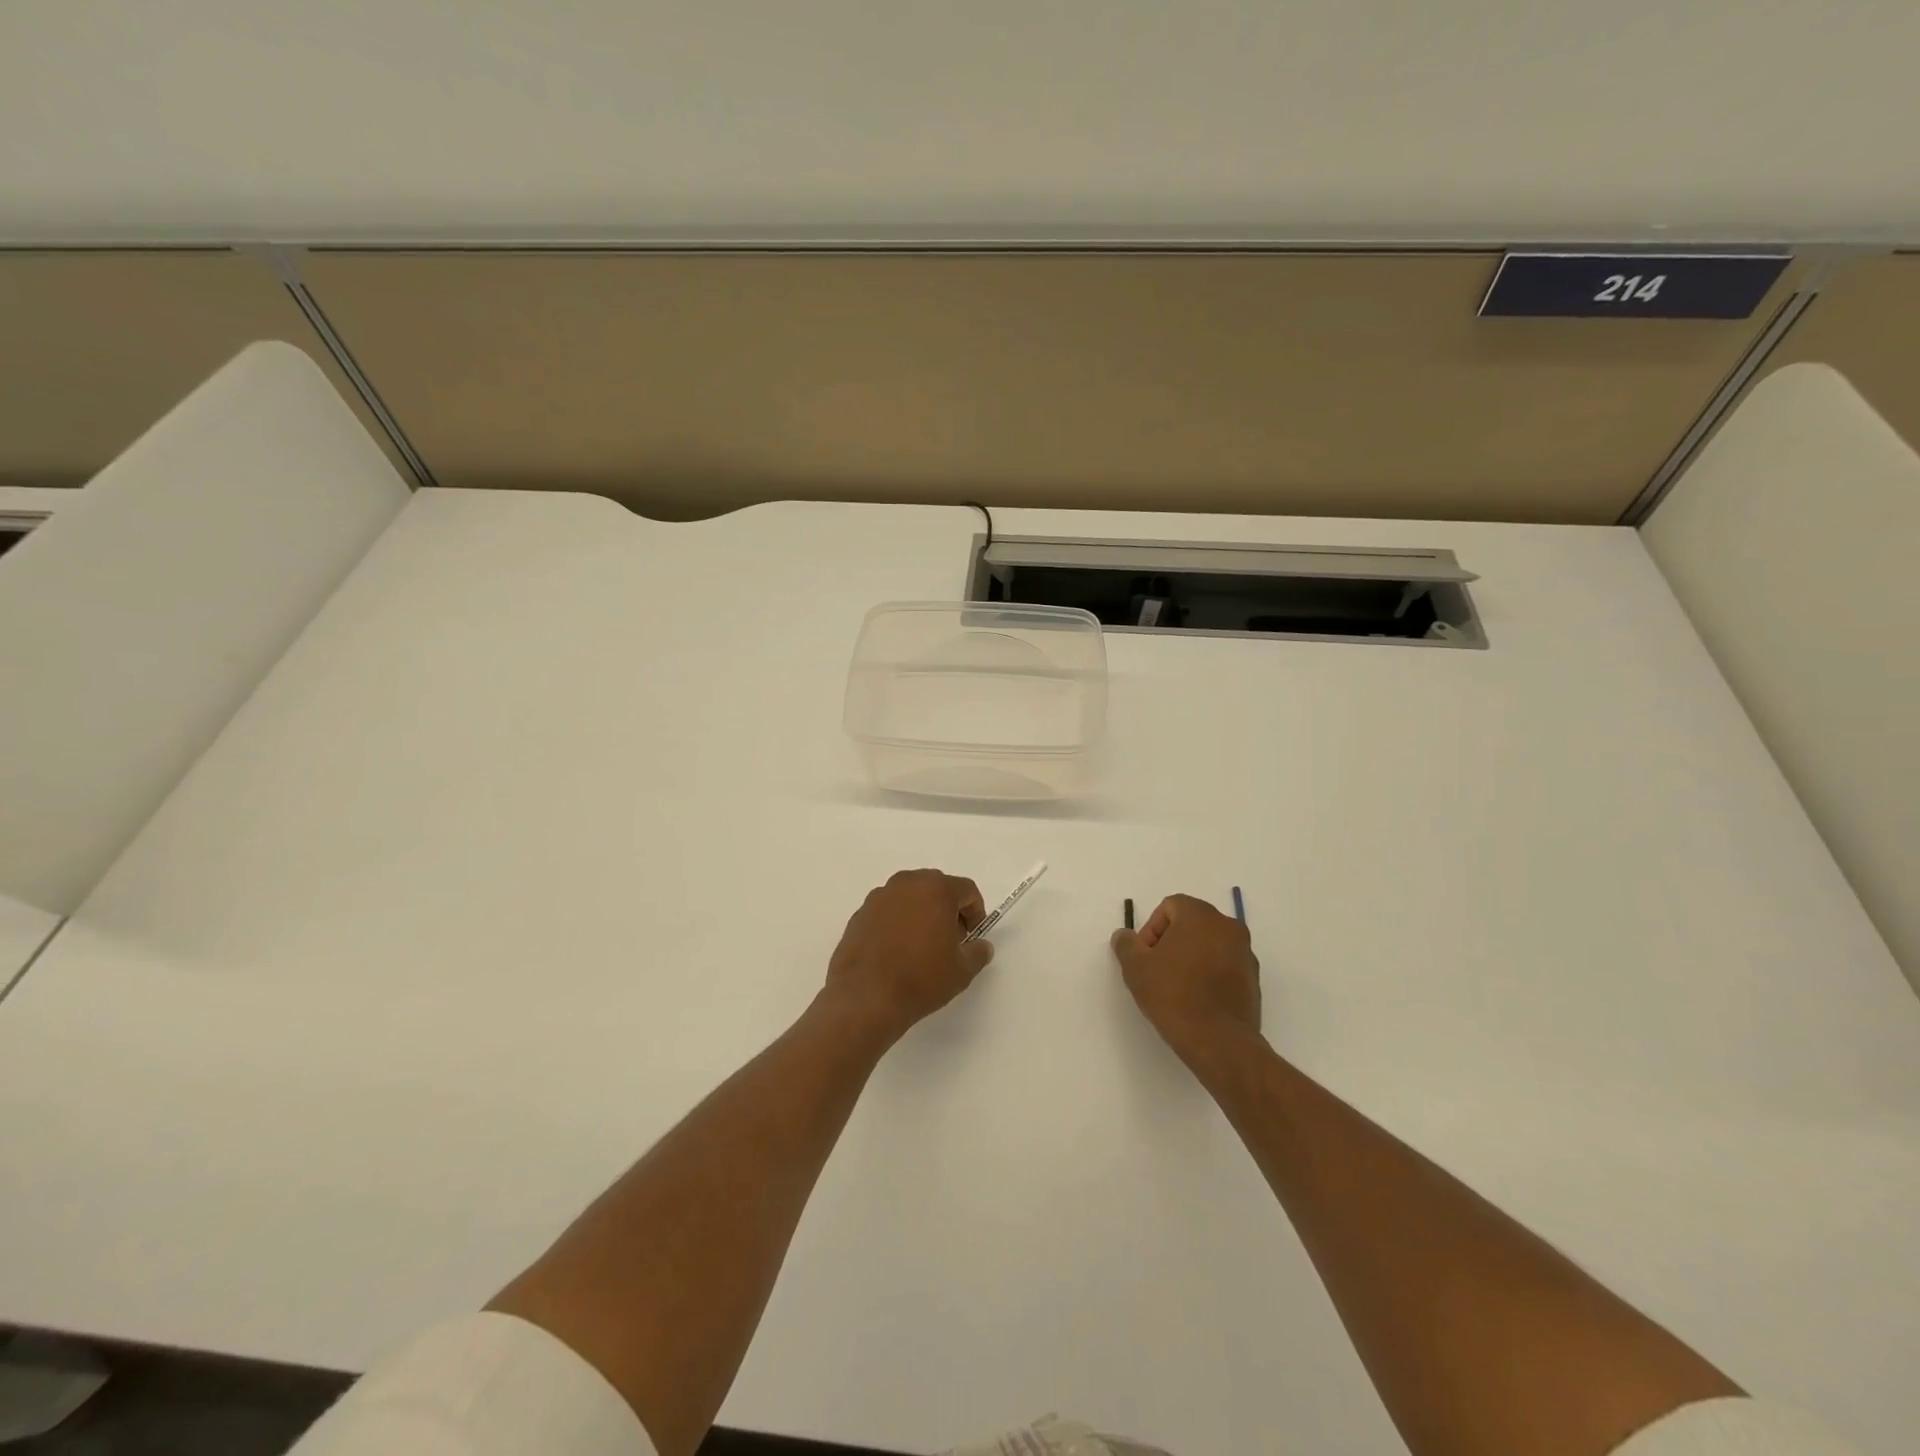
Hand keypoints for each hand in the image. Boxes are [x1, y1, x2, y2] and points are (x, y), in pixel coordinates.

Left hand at [823, 869, 992, 1045]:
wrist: (866, 997)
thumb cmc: (921, 978)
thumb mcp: (962, 971)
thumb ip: (978, 952)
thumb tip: (981, 946)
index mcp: (935, 889)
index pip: (966, 890)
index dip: (975, 912)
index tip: (972, 937)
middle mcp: (906, 884)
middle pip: (936, 888)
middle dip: (948, 911)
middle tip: (950, 941)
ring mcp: (878, 898)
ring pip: (909, 898)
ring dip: (920, 915)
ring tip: (921, 948)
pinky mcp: (859, 915)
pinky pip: (887, 912)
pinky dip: (896, 924)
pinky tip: (896, 953)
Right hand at [1111, 894, 1261, 1066]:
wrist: (1219, 1041)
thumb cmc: (1174, 995)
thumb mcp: (1136, 968)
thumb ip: (1126, 944)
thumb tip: (1125, 936)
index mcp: (1201, 916)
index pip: (1170, 906)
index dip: (1151, 928)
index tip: (1145, 956)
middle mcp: (1228, 927)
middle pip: (1192, 923)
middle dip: (1171, 941)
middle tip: (1157, 969)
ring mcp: (1245, 953)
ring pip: (1210, 944)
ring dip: (1191, 957)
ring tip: (1176, 987)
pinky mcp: (1254, 980)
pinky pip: (1225, 966)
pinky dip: (1210, 974)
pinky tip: (1197, 999)